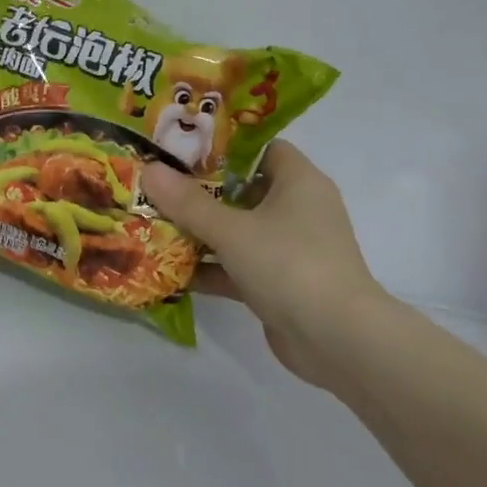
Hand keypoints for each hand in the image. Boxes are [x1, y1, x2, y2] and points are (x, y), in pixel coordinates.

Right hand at [142, 143, 390, 384]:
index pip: (261, 148)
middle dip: (199, 191)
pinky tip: (169, 270)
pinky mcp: (280, 283)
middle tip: (158, 184)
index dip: (223, 146)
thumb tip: (149, 169)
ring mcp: (290, 249)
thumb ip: (188, 202)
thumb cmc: (289, 265)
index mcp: (299, 182)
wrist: (338, 341)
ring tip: (153, 223)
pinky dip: (209, 268)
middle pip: (243, 189)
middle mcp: (298, 210)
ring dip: (200, 231)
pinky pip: (238, 266)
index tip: (181, 148)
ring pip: (237, 230)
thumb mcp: (231, 230)